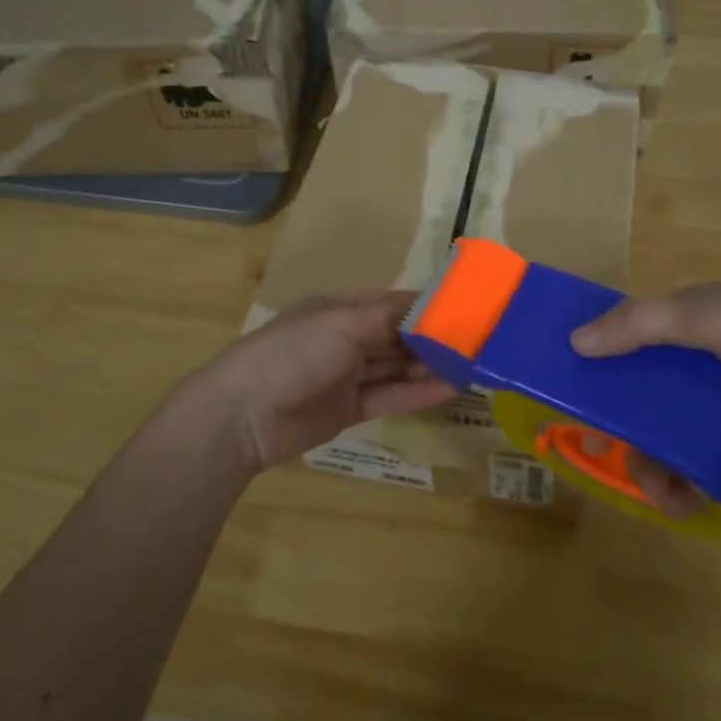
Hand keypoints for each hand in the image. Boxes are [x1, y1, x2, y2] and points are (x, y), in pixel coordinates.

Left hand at [183, 291, 454, 474]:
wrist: (241, 417)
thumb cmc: (292, 355)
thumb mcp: (341, 324)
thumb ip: (388, 316)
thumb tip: (430, 303)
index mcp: (340, 309)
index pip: (393, 303)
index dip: (428, 306)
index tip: (467, 308)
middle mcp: (346, 338)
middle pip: (398, 335)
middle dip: (434, 338)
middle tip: (479, 342)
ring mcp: (346, 375)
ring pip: (396, 366)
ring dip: (430, 366)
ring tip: (472, 366)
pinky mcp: (348, 410)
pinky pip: (388, 396)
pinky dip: (416, 392)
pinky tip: (448, 390)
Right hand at [570, 282, 720, 515]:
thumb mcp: (705, 316)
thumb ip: (640, 324)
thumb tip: (576, 341)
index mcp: (679, 315)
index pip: (621, 340)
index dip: (596, 372)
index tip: (579, 414)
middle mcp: (693, 347)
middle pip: (642, 394)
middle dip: (632, 437)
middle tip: (631, 472)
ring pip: (673, 423)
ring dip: (662, 463)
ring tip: (671, 502)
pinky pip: (705, 439)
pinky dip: (695, 465)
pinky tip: (698, 494)